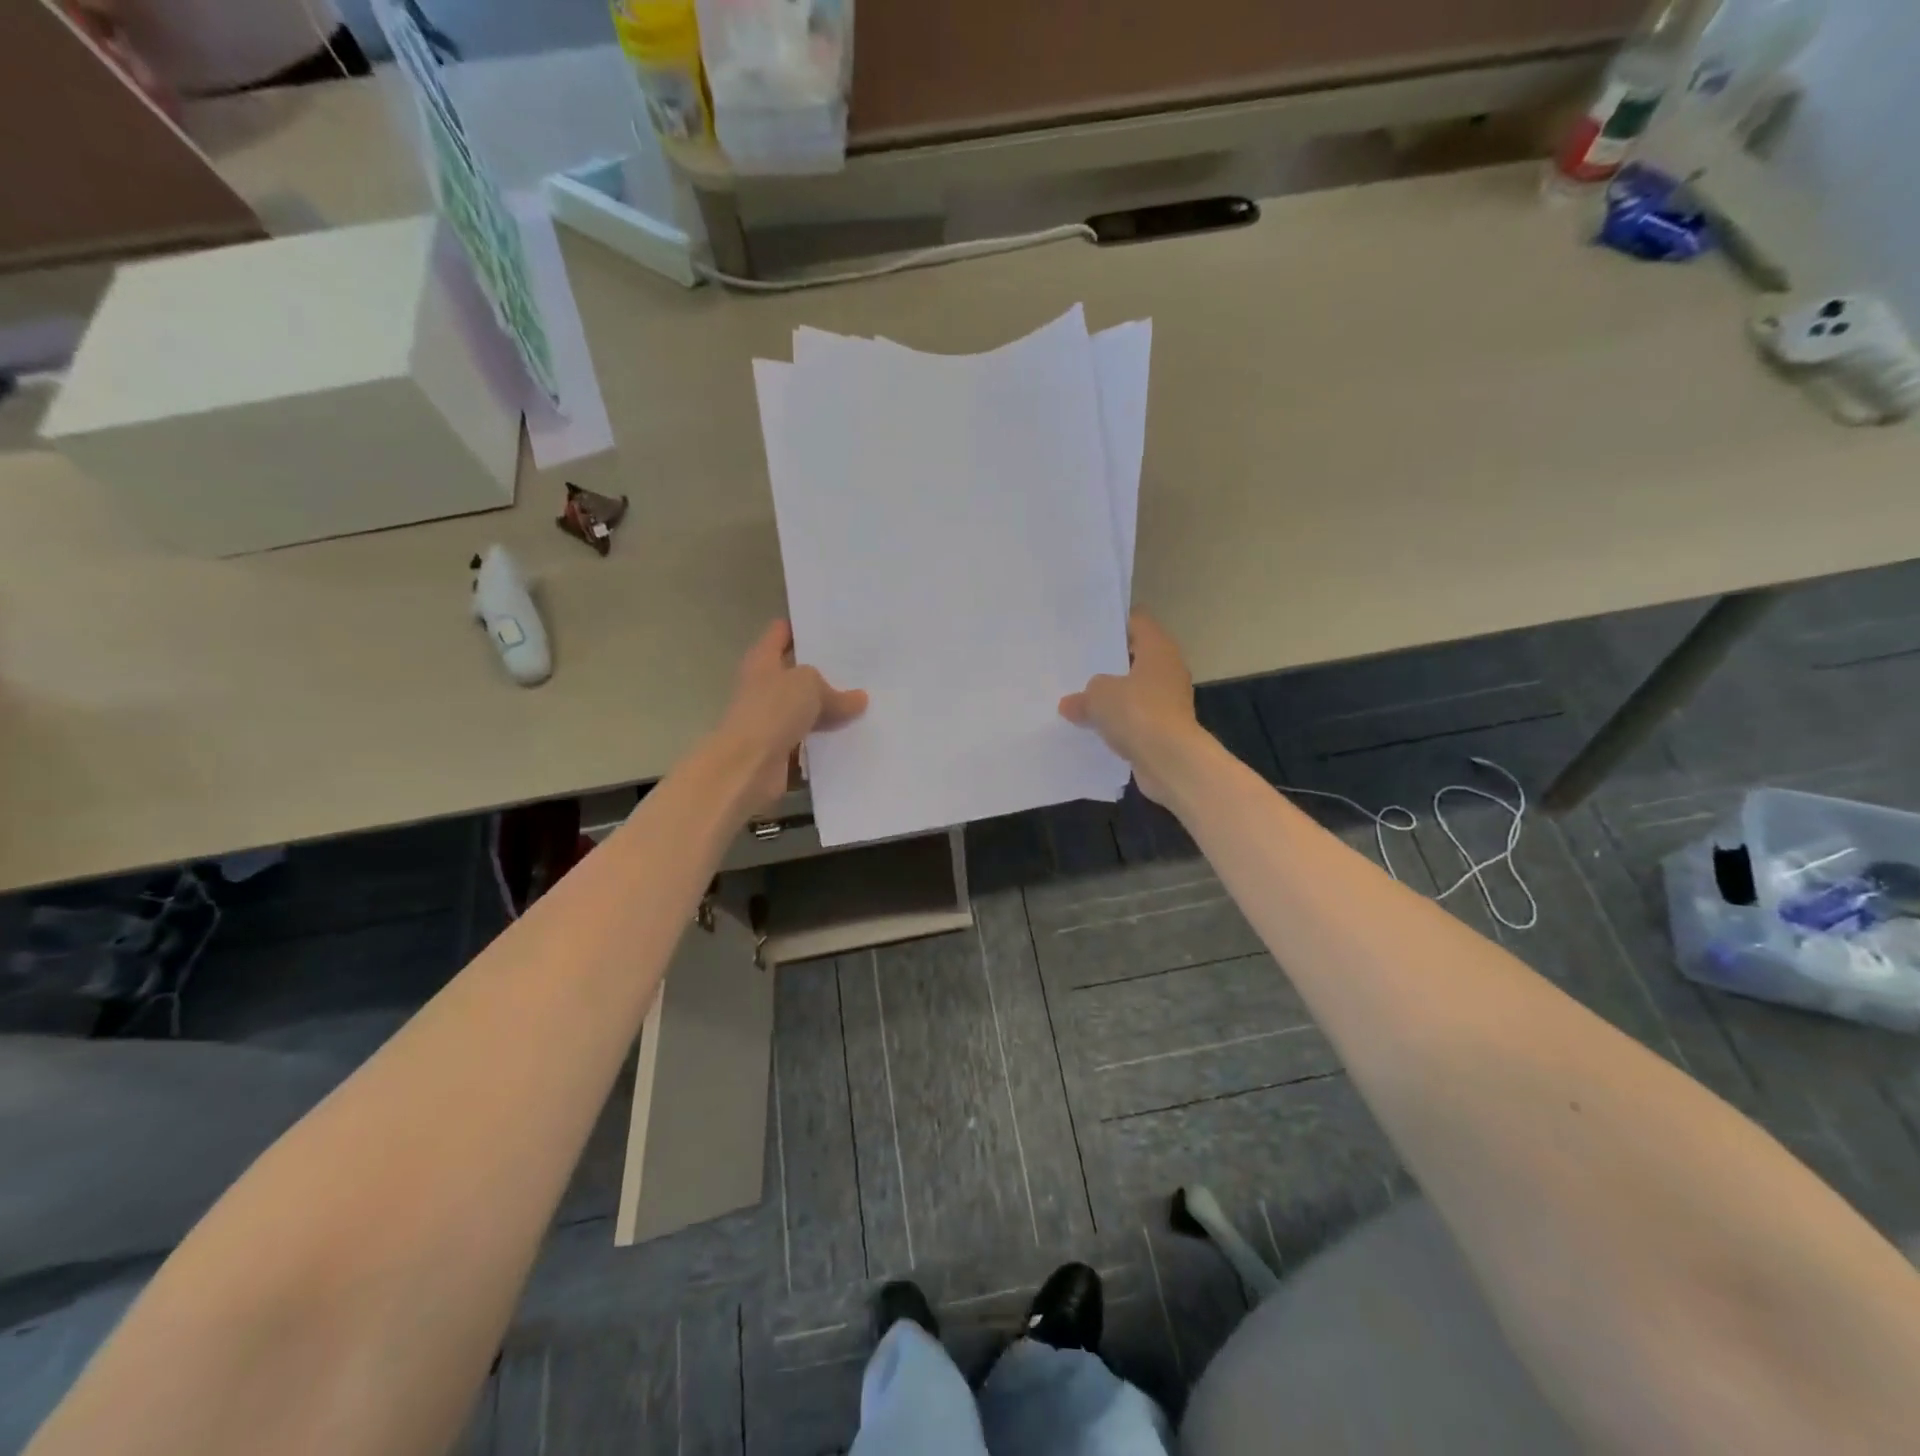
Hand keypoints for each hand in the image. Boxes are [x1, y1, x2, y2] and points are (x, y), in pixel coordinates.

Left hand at [712, 621, 867, 812]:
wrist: (747, 767)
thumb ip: (835, 691)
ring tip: (868, 700)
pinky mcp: (782, 748)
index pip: (781, 632)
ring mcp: (772, 719)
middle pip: (798, 672)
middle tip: (863, 663)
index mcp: (763, 660)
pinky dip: (829, 739)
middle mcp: (765, 686)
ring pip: (808, 708)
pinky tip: (857, 734)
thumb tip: (858, 699)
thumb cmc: (772, 711)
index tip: (833, 624)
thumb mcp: (809, 686)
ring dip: (831, 708)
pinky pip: (812, 739)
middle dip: (827, 669)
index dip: (803, 626)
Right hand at [1059, 612, 1205, 804]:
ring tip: (1081, 697)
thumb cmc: (1137, 712)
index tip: (1089, 630)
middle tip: (1078, 665)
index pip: (1138, 621)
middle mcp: (1169, 670)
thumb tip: (1071, 703)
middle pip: (1136, 657)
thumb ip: (1083, 695)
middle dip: (1110, 663)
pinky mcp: (1165, 729)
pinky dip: (1120, 721)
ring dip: (1114, 696)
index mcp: (1158, 649)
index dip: (1115, 623)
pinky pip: (1136, 718)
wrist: (1170, 760)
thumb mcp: (1098, 696)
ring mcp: (1170, 701)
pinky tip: (1095, 727)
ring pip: (1136, 690)